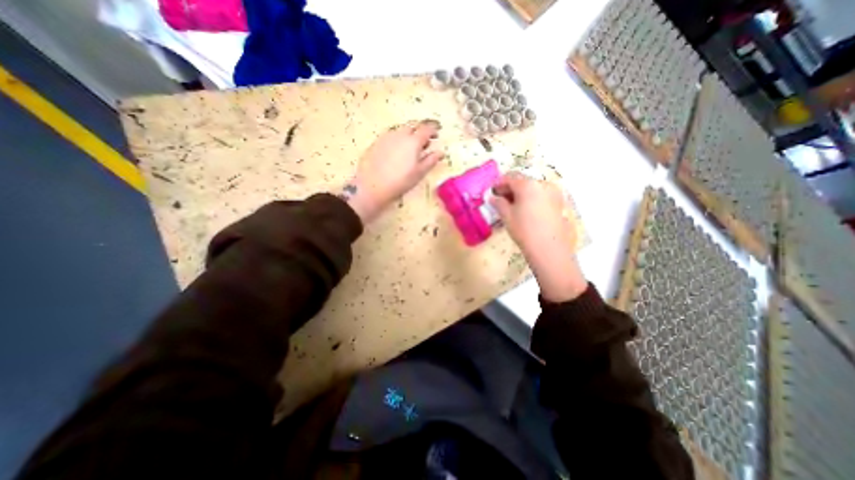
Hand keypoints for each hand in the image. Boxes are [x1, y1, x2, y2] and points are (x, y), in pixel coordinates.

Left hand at [344, 119, 444, 225]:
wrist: (372, 186)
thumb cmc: (400, 181)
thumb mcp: (419, 173)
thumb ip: (431, 160)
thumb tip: (440, 152)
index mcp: (413, 141)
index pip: (426, 128)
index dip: (433, 129)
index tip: (437, 133)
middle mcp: (400, 134)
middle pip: (413, 125)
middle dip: (421, 129)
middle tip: (425, 140)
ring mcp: (386, 136)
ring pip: (401, 129)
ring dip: (409, 133)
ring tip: (411, 146)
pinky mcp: (376, 142)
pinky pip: (391, 135)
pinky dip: (398, 138)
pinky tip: (397, 150)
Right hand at [491, 173, 584, 301]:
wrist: (548, 249)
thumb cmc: (524, 230)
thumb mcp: (507, 216)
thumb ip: (499, 203)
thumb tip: (493, 197)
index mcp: (528, 185)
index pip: (510, 178)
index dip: (498, 183)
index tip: (491, 191)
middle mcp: (543, 184)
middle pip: (522, 181)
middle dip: (510, 188)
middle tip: (500, 198)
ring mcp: (553, 192)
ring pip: (532, 188)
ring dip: (520, 193)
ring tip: (512, 205)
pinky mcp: (559, 202)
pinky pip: (541, 194)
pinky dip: (531, 197)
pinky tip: (525, 209)